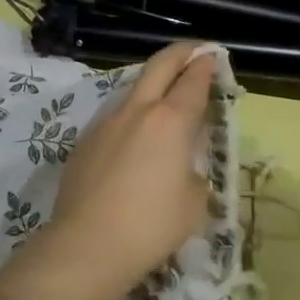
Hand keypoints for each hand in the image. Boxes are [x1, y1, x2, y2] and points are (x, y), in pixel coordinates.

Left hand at [46, 41, 218, 290]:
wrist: (87, 246)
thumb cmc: (151, 226)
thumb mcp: (194, 201)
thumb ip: (195, 169)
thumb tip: (184, 163)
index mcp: (171, 121)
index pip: (194, 80)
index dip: (207, 65)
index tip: (214, 57)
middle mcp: (137, 111)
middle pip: (160, 65)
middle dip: (181, 53)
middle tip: (195, 53)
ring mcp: (105, 123)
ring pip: (133, 90)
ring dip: (153, 86)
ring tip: (165, 103)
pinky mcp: (84, 142)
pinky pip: (114, 119)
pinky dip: (132, 118)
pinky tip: (134, 144)